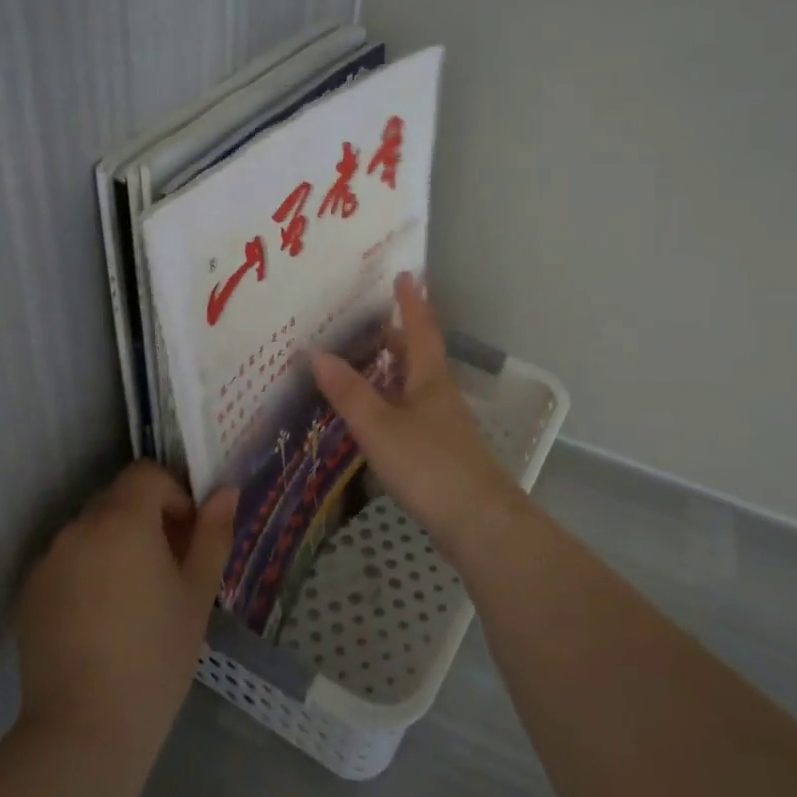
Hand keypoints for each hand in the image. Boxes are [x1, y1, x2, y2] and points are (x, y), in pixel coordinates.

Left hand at [14, 462, 236, 766]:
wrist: (84, 730)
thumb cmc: (156, 656)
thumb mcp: (198, 594)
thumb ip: (213, 534)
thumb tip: (225, 492)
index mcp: (122, 521)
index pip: (146, 474)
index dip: (173, 493)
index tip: (186, 535)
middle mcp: (78, 527)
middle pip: (117, 500)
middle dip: (146, 519)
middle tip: (167, 567)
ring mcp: (48, 560)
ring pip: (91, 531)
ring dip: (115, 544)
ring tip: (133, 598)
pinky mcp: (29, 592)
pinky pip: (67, 561)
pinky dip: (88, 571)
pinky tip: (101, 620)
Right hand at [313, 272, 525, 560]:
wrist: (479, 522)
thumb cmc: (430, 466)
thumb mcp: (380, 427)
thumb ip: (349, 393)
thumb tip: (317, 352)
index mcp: (430, 378)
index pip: (420, 329)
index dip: (410, 302)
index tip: (405, 274)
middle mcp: (440, 394)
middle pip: (419, 355)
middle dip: (397, 335)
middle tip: (368, 321)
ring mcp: (444, 424)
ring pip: (415, 385)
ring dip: (393, 370)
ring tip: (363, 363)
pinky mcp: (441, 451)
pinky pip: (412, 412)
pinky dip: (392, 402)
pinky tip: (375, 417)